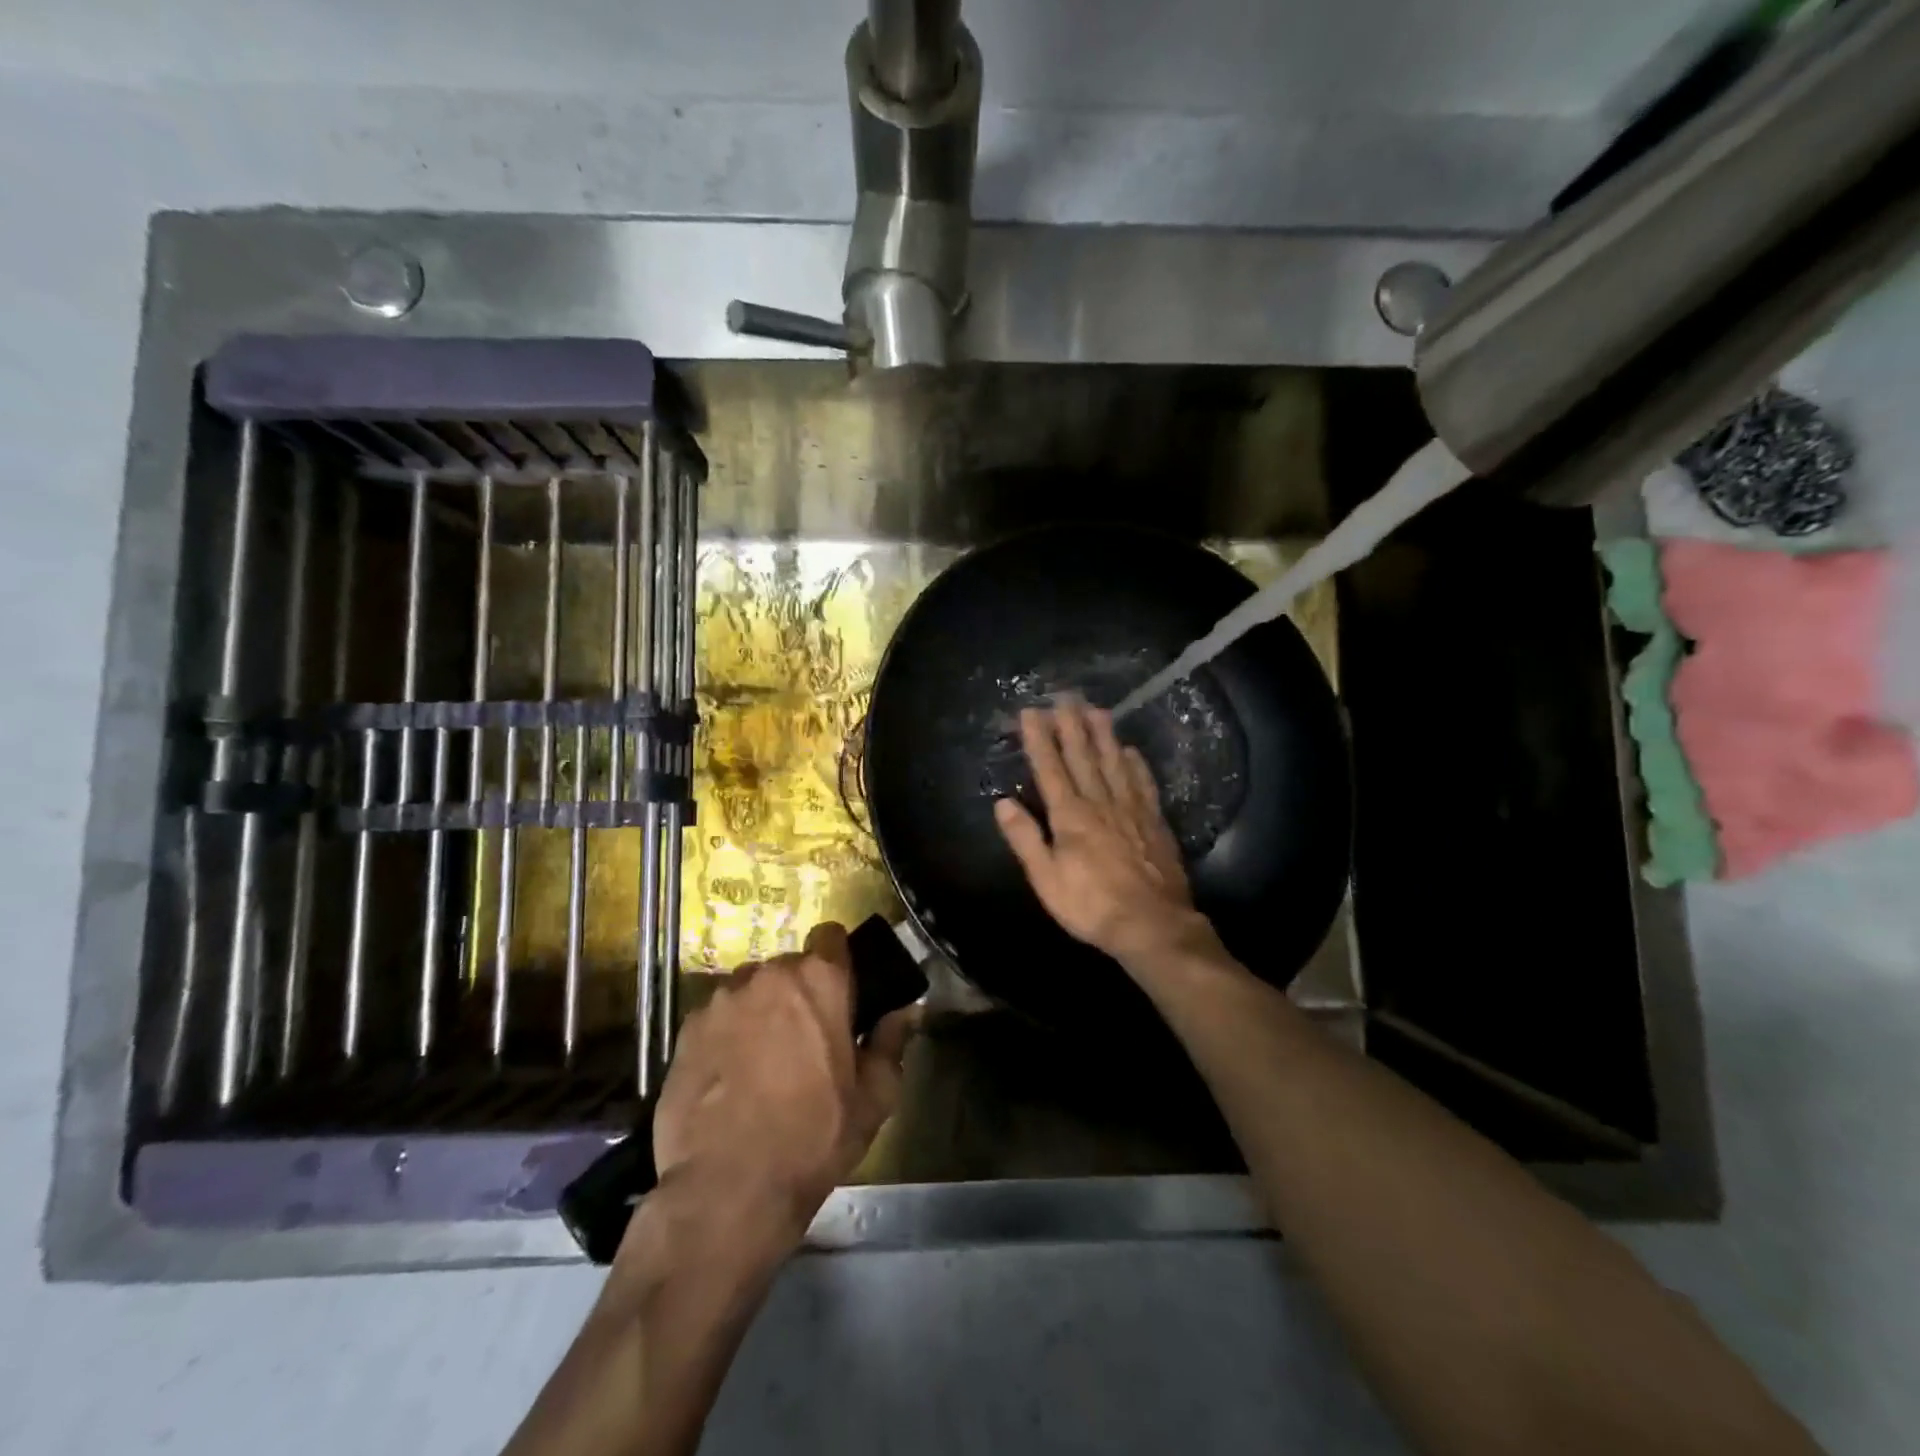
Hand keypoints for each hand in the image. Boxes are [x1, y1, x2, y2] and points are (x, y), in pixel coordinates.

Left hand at [646, 922, 915, 1254]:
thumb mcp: (874, 1098)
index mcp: (819, 980)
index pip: (831, 935)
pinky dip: (726, 1034)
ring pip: (750, 989)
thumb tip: (908, 1012)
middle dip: (799, 992)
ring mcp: (721, 1000)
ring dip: (761, 1010)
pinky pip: (716, 1016)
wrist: (726, 1189)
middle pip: (789, 966)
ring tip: (763, 1060)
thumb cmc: (813, 1138)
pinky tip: (729, 1077)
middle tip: (806, 1038)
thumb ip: (891, 1042)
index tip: (841, 991)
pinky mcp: (685, 1030)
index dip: (838, 959)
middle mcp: (767, 975)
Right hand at [993, 697, 1213, 965]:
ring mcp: (1131, 809)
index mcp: (1070, 816)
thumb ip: (1025, 838)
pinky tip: (1131, 751)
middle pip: (1083, 757)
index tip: (1030, 712)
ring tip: (1096, 709)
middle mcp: (1100, 803)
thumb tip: (1002, 803)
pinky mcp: (1154, 821)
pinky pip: (1143, 784)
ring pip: (1114, 763)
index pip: (1050, 768)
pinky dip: (1136, 764)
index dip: (1039, 739)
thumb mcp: (1046, 879)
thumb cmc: (1091, 905)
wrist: (1152, 924)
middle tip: (1065, 696)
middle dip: (1071, 725)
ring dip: (1103, 735)